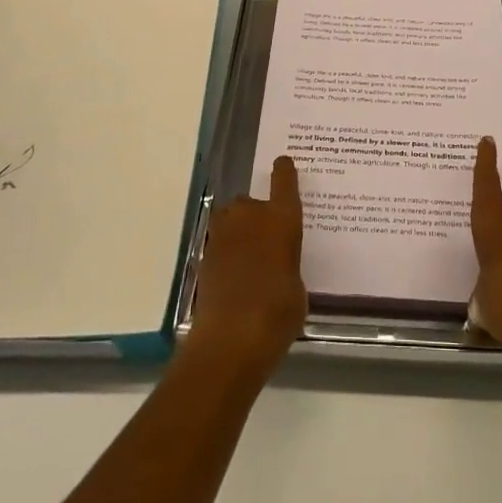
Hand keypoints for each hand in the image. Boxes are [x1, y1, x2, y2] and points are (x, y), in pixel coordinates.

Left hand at [187, 155, 307, 377]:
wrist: (231, 339)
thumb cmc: (278, 311)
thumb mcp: (298, 287)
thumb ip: (288, 264)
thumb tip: (277, 265)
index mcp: (282, 218)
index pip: (284, 181)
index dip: (284, 171)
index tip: (283, 163)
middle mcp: (250, 216)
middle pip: (252, 203)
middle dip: (257, 215)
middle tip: (267, 240)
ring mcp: (222, 234)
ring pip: (231, 220)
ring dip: (238, 232)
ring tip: (249, 257)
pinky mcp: (203, 256)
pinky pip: (220, 245)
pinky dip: (226, 255)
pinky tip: (235, 277)